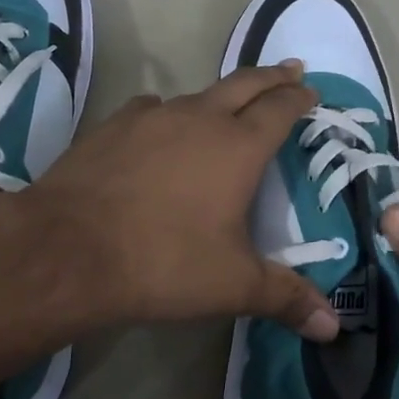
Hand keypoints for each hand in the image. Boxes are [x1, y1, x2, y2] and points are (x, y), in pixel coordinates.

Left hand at [24, 62, 341, 340]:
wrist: (66, 250)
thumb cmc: (163, 263)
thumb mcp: (232, 285)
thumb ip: (285, 298)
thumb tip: (332, 327)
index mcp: (237, 147)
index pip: (280, 109)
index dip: (299, 98)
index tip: (312, 91)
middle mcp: (198, 119)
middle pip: (244, 84)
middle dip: (272, 76)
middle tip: (291, 70)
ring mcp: (150, 118)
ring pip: (197, 95)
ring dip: (220, 96)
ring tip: (229, 105)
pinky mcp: (111, 127)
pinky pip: (150, 109)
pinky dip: (168, 114)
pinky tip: (160, 129)